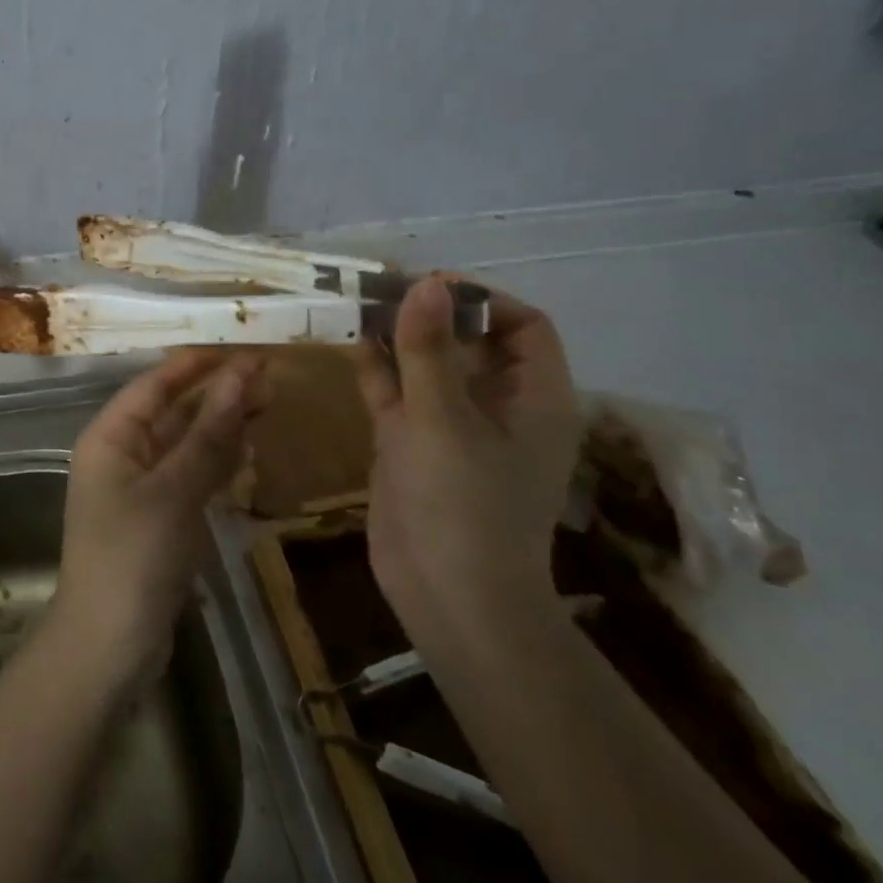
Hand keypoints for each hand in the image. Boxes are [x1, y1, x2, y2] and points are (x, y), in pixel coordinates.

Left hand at [51, 352, 268, 684]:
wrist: (108, 646)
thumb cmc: (133, 556)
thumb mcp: (173, 491)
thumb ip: (208, 435)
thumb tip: (241, 377)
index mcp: (111, 436)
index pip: (156, 384)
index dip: (198, 365)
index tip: (242, 349)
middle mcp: (123, 453)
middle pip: (174, 411)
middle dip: (217, 394)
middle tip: (270, 378)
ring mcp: (141, 487)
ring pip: (186, 443)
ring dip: (222, 425)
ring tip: (268, 404)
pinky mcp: (160, 517)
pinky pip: (191, 475)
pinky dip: (217, 461)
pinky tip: (247, 449)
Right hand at [356, 278, 580, 613]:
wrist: (448, 600)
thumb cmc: (463, 505)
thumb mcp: (443, 419)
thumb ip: (429, 349)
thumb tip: (426, 283)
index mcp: (534, 398)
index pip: (523, 326)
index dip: (483, 299)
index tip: (430, 288)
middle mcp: (498, 405)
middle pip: (471, 340)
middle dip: (429, 311)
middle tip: (381, 288)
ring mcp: (452, 425)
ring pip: (429, 364)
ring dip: (397, 335)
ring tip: (357, 302)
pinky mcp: (413, 443)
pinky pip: (398, 392)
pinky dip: (377, 366)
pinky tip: (349, 340)